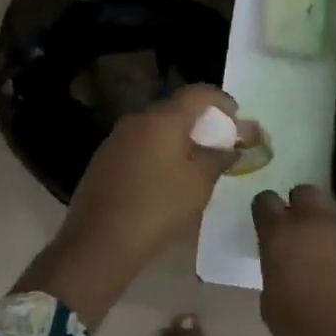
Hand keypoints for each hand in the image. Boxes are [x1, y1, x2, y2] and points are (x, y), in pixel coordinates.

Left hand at [53, 84, 238, 289]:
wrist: (99, 242)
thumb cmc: (157, 208)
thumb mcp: (199, 184)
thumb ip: (218, 158)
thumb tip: (231, 147)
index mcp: (162, 119)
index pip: (197, 93)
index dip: (221, 100)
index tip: (236, 115)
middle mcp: (136, 120)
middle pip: (175, 108)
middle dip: (200, 120)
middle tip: (219, 140)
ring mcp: (116, 139)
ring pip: (155, 127)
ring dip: (178, 137)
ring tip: (196, 160)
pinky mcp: (104, 159)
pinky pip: (139, 144)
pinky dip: (158, 150)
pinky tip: (166, 175)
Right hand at [252, 184, 335, 335]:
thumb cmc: (304, 333)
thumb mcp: (270, 301)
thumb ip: (275, 268)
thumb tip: (284, 260)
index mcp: (279, 234)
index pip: (265, 201)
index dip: (267, 213)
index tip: (270, 227)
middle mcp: (312, 220)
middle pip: (304, 192)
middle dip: (301, 208)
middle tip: (304, 234)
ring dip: (331, 223)